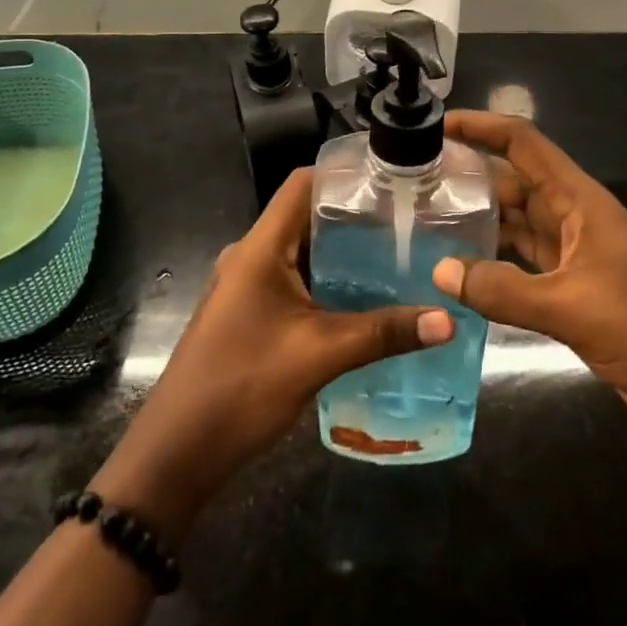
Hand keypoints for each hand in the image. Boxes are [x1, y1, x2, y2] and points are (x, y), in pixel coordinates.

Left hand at [93, 168, 453, 536]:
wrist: (178, 451)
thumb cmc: (242, 387)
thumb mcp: (319, 355)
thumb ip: (383, 333)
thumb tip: (448, 319)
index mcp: (261, 247)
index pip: (303, 184)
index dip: (346, 175)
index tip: (395, 180)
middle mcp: (253, 255)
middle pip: (308, 216)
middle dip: (358, 217)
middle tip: (412, 222)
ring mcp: (250, 284)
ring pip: (305, 251)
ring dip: (346, 253)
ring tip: (401, 256)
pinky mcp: (253, 311)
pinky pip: (298, 280)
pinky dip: (331, 282)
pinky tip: (368, 299)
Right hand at [431, 112, 626, 434]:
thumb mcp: (571, 307)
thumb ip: (503, 290)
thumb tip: (440, 272)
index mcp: (579, 201)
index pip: (524, 144)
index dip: (482, 126)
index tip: (437, 124)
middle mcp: (573, 216)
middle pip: (514, 180)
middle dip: (469, 174)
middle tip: (415, 179)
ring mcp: (573, 251)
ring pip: (517, 221)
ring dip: (478, 217)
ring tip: (426, 216)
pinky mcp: (572, 286)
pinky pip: (523, 258)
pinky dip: (493, 258)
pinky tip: (460, 266)